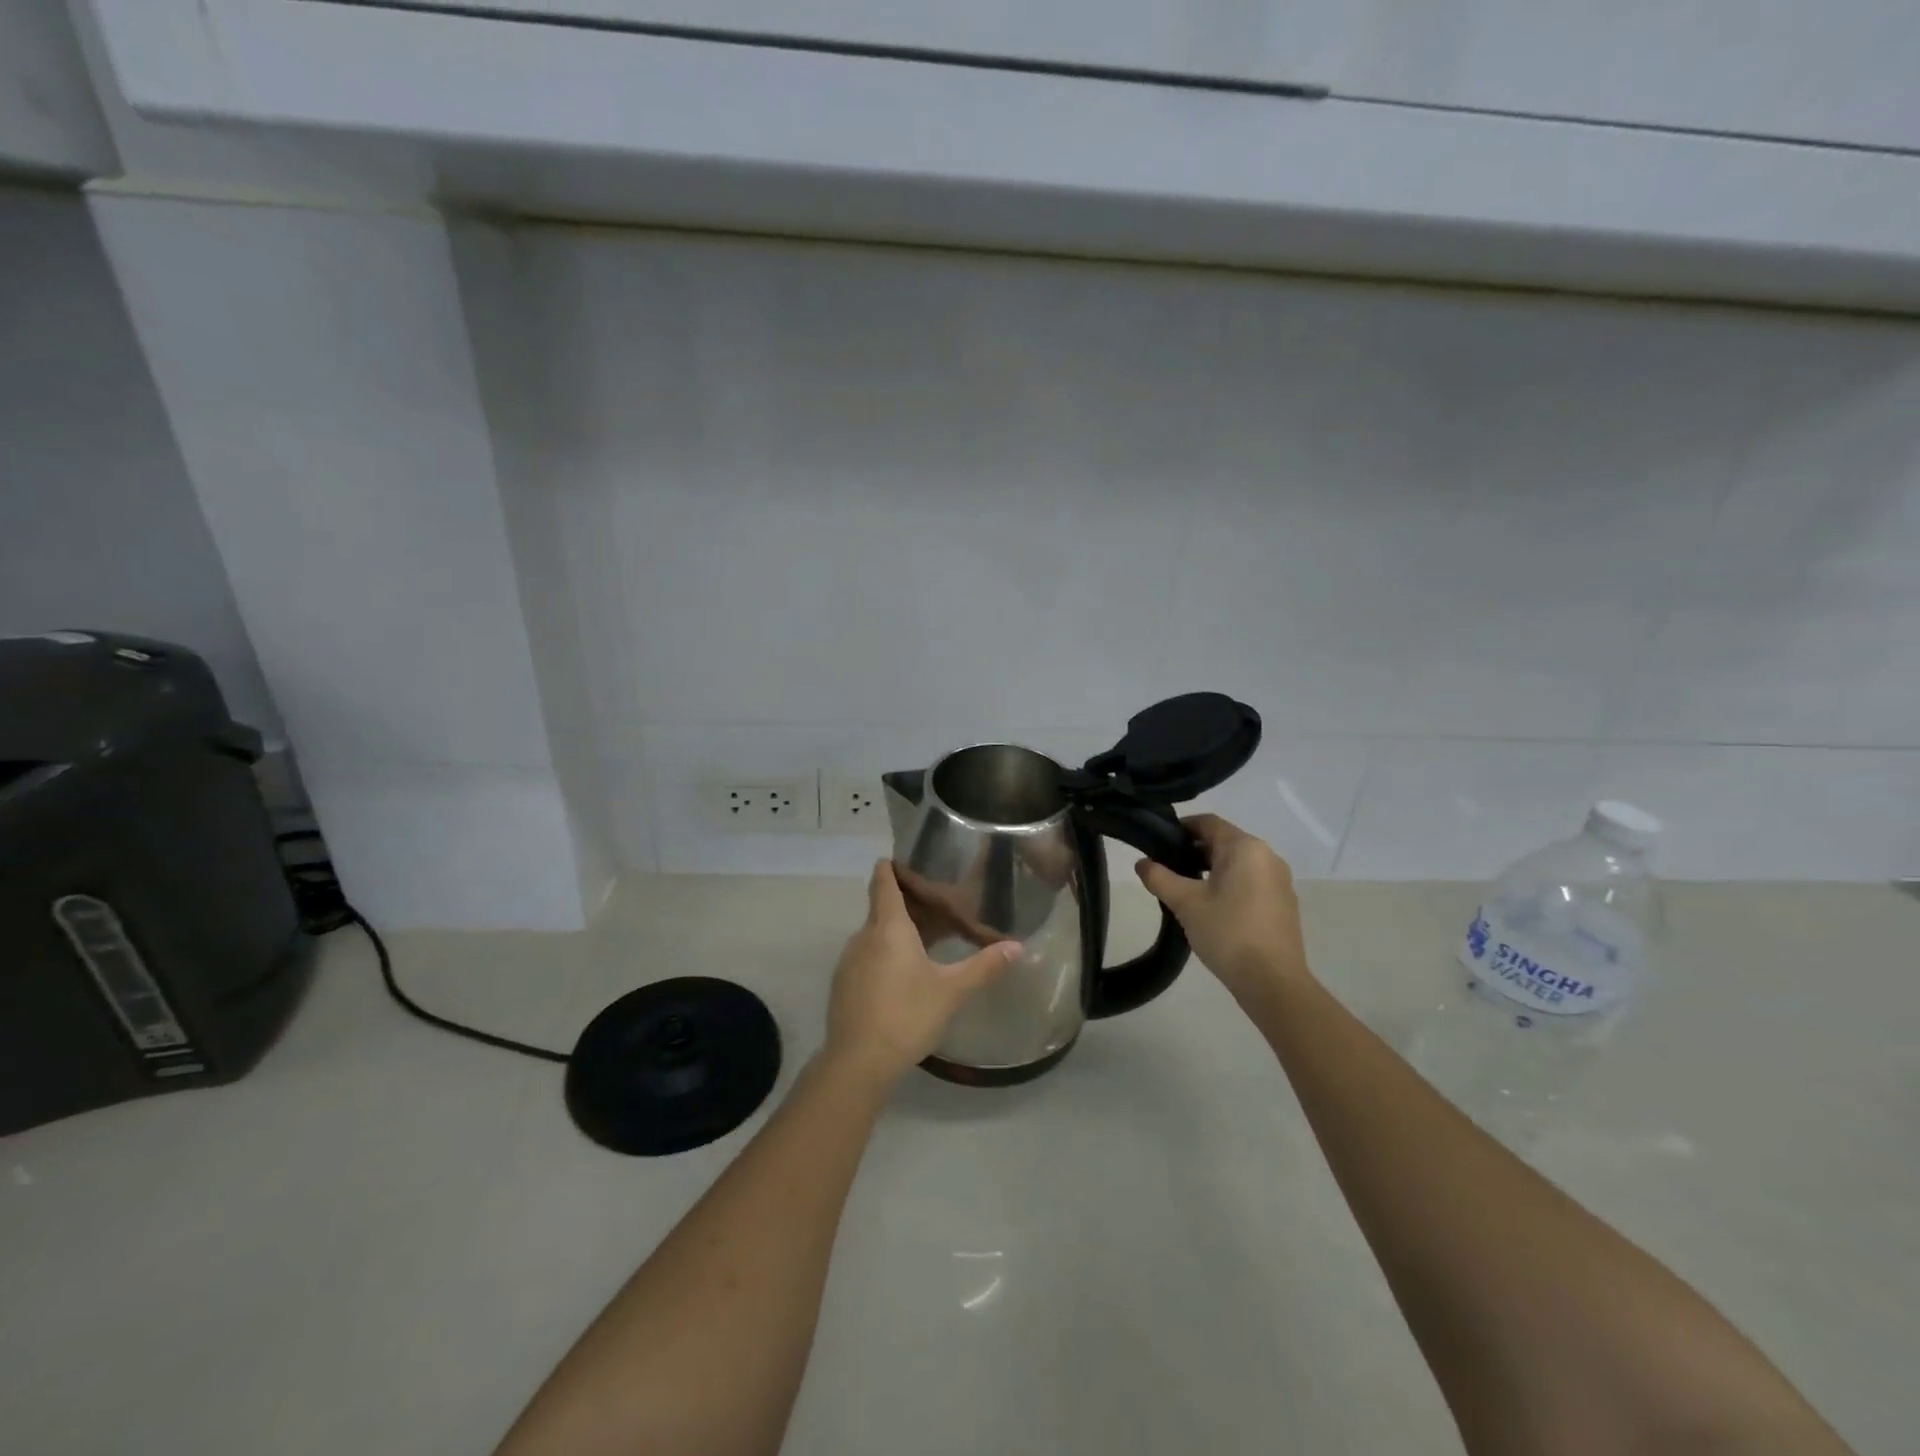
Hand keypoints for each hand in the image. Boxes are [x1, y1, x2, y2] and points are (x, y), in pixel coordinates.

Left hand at [823, 861, 1019, 1087]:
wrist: (858, 1062)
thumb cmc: (907, 1015)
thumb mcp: (952, 991)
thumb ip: (984, 966)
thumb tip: (1017, 946)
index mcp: (888, 927)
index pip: (883, 882)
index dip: (890, 867)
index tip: (903, 858)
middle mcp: (864, 936)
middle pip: (881, 908)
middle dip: (906, 904)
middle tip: (936, 905)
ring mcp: (849, 961)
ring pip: (874, 935)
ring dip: (895, 933)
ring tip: (924, 941)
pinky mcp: (843, 985)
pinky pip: (866, 957)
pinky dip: (883, 955)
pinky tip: (903, 976)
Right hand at [1134, 814, 1309, 1004]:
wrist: (1273, 982)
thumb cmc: (1227, 933)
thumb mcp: (1185, 903)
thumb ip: (1159, 877)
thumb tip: (1142, 863)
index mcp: (1245, 847)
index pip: (1207, 822)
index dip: (1180, 828)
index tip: (1157, 844)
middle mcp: (1267, 856)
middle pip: (1223, 841)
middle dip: (1193, 851)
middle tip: (1166, 869)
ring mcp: (1279, 880)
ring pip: (1237, 863)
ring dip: (1210, 869)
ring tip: (1184, 891)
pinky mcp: (1283, 902)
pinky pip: (1250, 881)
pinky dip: (1229, 884)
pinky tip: (1211, 908)